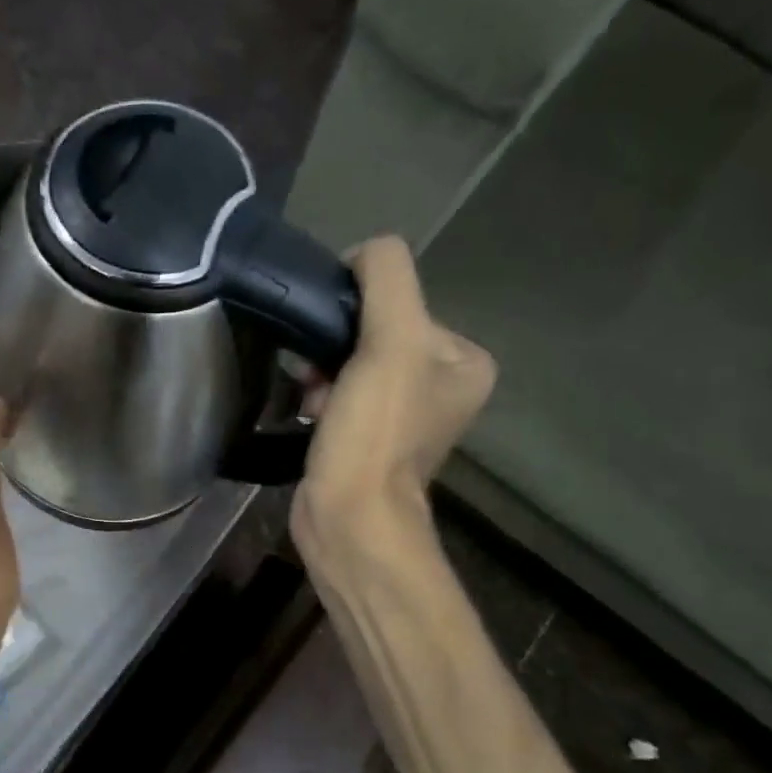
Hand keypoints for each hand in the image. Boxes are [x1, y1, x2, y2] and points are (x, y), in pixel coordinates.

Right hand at [292, 236, 494, 553]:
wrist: (347, 518)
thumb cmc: (374, 433)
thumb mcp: (390, 342)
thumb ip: (385, 278)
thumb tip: (361, 254)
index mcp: (464, 359)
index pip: (403, 298)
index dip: (361, 309)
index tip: (336, 341)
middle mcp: (443, 384)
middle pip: (376, 330)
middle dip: (337, 345)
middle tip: (319, 374)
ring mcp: (406, 414)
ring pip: (352, 361)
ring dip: (323, 370)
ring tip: (310, 396)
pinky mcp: (370, 437)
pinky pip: (340, 392)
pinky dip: (320, 395)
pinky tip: (307, 411)